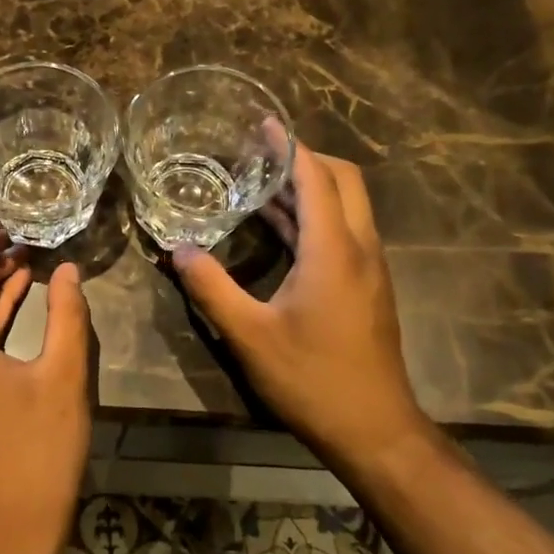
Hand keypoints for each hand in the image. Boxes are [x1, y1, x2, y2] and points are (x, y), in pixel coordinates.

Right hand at [172, 147, 426, 462]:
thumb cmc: (312, 378)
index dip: (290, 147)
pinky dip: (315, 217)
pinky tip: (280, 228)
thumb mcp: (249, 335)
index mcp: (334, 250)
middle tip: (261, 152)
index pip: (316, 178)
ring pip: (347, 207)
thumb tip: (179, 250)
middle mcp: (359, 248)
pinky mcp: (367, 287)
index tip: (264, 125)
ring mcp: (368, 268)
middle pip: (344, 181)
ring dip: (310, 188)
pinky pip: (343, 232)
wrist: (374, 428)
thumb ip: (212, 288)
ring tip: (262, 181)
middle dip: (306, 158)